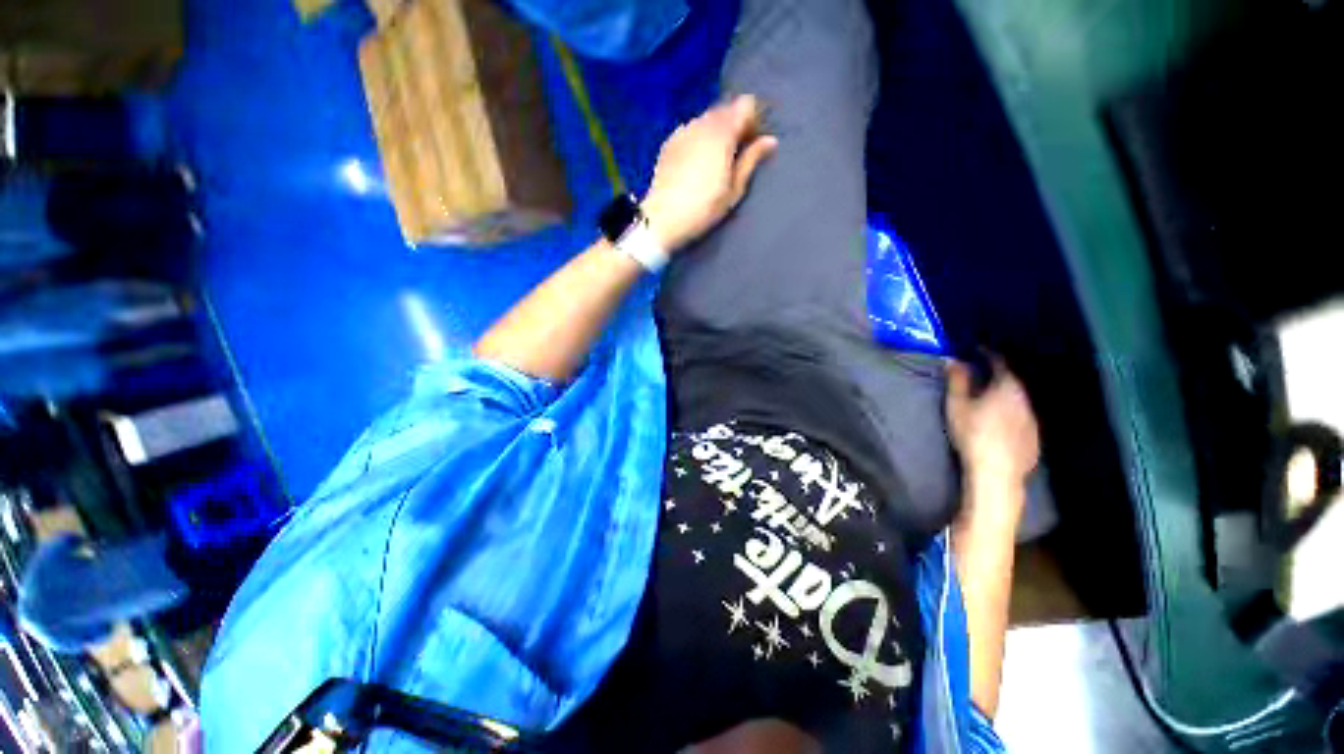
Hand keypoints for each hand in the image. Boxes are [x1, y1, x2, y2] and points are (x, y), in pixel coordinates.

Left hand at [641, 95, 778, 251]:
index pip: (745, 104)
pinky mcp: (669, 143)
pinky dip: (699, 138)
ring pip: (706, 119)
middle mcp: (701, 123)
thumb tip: (770, 140)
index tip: (754, 141)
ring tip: (717, 159)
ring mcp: (682, 131)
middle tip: (738, 152)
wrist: (663, 218)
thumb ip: (751, 160)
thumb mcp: (733, 190)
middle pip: (725, 109)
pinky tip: (697, 162)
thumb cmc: (704, 208)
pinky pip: (691, 130)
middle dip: (735, 124)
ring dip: (716, 131)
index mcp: (722, 132)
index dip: (753, 119)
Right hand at [946, 358, 1040, 485]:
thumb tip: (952, 359)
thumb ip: (957, 381)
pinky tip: (1000, 421)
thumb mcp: (957, 405)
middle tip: (980, 373)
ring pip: (1018, 399)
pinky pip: (1022, 416)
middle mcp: (1026, 399)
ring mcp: (1033, 419)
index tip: (975, 349)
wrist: (997, 471)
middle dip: (996, 374)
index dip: (987, 354)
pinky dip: (1011, 412)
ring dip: (1004, 394)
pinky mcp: (1034, 437)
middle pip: (1011, 381)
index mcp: (1007, 387)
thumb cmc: (973, 433)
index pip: (999, 362)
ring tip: (989, 397)